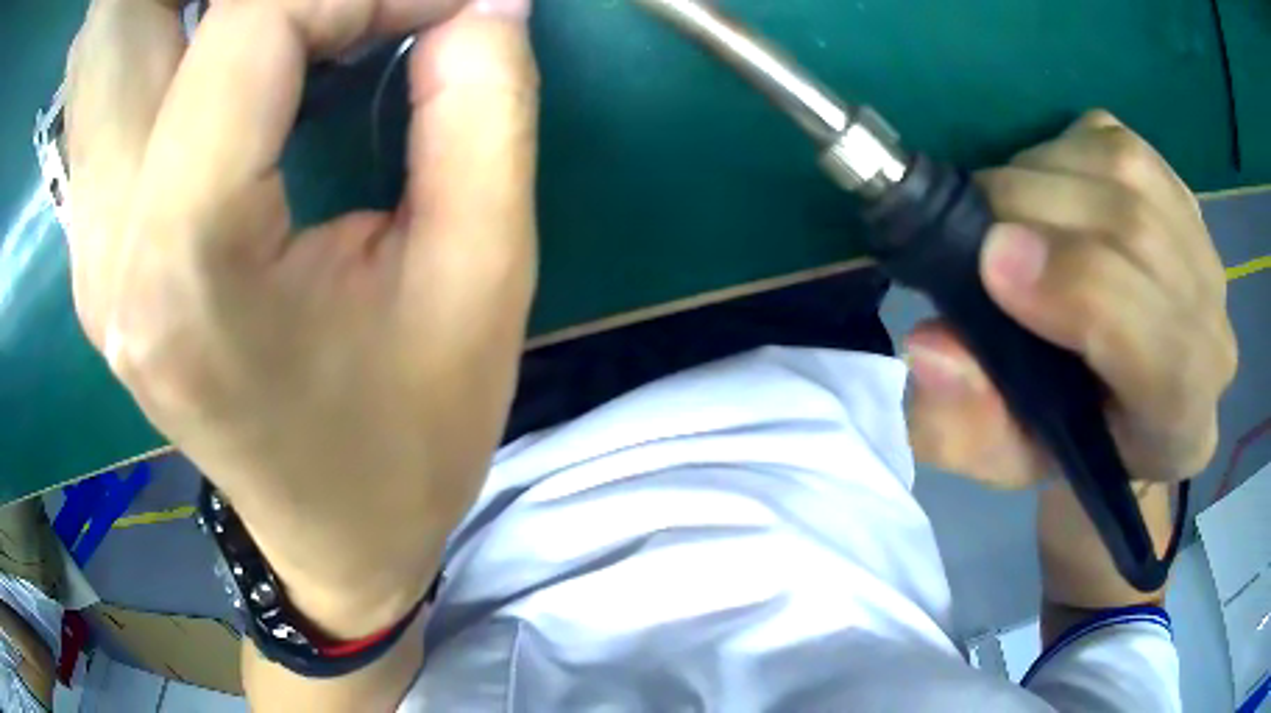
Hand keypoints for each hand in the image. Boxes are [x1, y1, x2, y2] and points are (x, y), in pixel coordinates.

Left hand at [65, 0, 538, 635]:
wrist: (335, 543)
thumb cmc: (411, 443)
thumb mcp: (483, 277)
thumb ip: (483, 106)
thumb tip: (485, 0)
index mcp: (186, 262)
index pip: (251, 25)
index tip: (445, 11)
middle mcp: (113, 243)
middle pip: (189, 24)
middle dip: (307, 0)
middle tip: (392, 17)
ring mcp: (97, 243)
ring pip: (159, 46)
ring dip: (265, 19)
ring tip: (350, 32)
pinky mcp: (109, 242)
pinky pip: (155, 90)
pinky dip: (230, 52)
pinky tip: (286, 74)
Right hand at [905, 111, 1236, 488]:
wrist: (1127, 399)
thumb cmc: (1068, 440)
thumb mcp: (1000, 459)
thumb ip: (961, 427)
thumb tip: (934, 346)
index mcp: (1180, 420)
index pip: (1156, 344)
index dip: (1076, 286)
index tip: (991, 260)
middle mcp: (1212, 334)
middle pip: (1136, 233)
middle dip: (1037, 210)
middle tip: (972, 225)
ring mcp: (1204, 253)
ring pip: (1125, 173)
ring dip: (1044, 174)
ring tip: (1009, 213)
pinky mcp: (1179, 193)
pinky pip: (1117, 143)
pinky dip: (1064, 151)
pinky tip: (1049, 190)